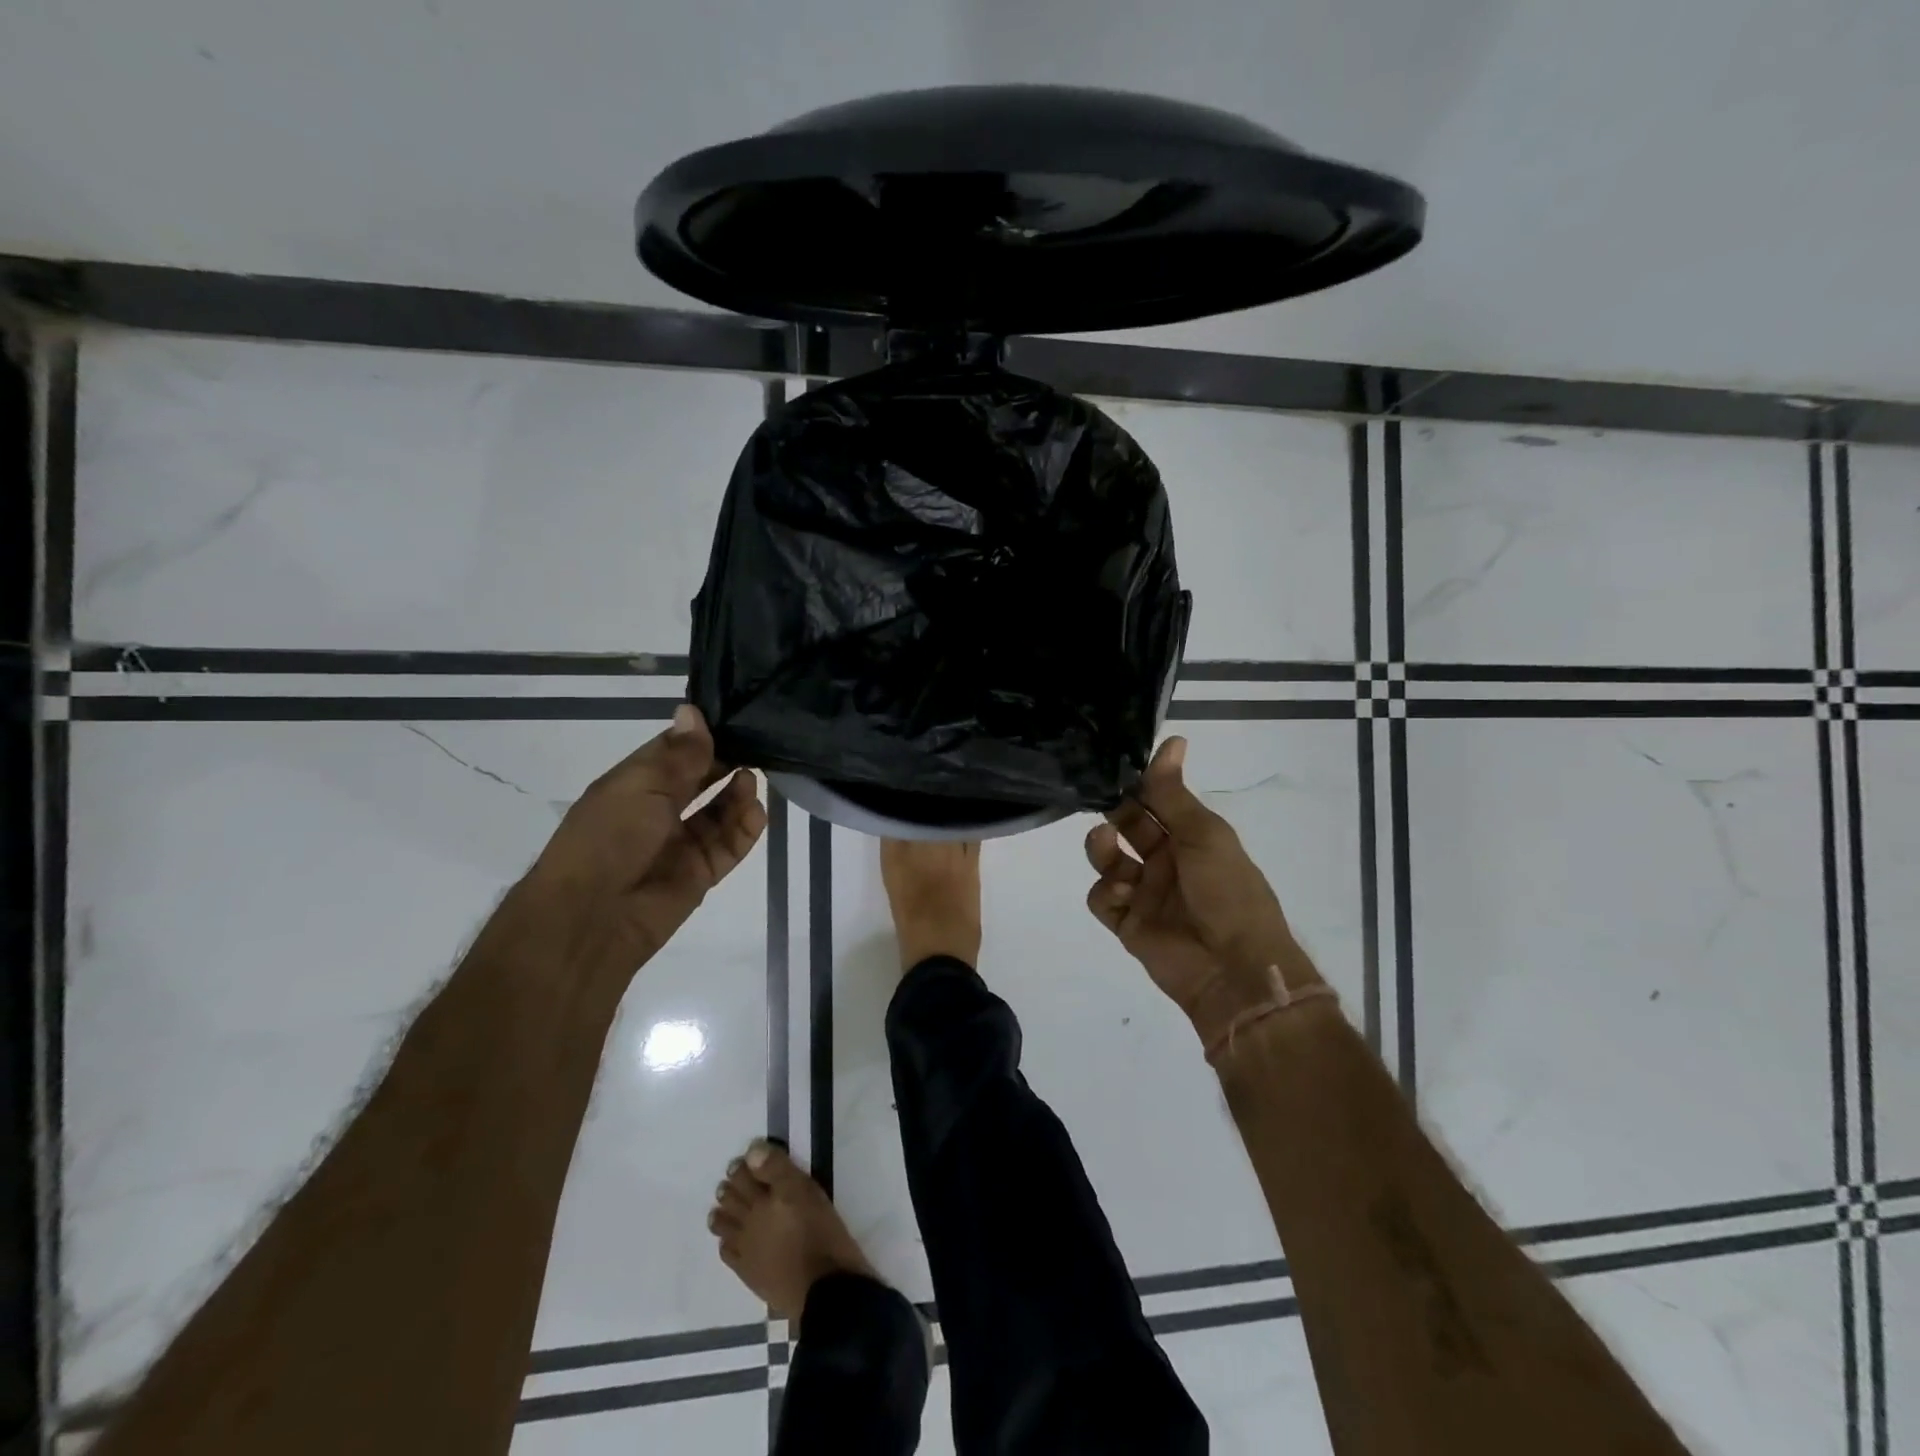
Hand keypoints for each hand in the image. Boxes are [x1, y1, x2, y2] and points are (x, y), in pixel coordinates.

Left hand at [527, 705, 766, 971]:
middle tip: (756, 747)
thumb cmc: (609, 837)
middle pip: (700, 781)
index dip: (700, 737)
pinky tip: (758, 811)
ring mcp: (679, 844)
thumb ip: (678, 754)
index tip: (733, 719)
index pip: (673, 753)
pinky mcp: (699, 874)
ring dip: (737, 794)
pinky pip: (729, 847)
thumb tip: (692, 710)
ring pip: (718, 813)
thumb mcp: (642, 785)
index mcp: (634, 785)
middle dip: (725, 764)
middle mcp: (657, 811)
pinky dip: (744, 829)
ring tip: (753, 779)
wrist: (593, 917)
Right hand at [1085, 736, 1321, 1027]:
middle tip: (1102, 802)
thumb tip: (1172, 741)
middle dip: (1115, 813)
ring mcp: (1145, 893)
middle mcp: (1167, 862)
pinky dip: (1105, 891)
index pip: (1157, 802)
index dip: (1139, 784)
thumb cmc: (1227, 890)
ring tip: (1104, 844)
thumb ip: (1174, 793)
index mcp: (1192, 837)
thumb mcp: (1204, 834)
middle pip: (1129, 827)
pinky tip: (1120, 893)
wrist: (1233, 967)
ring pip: (1109, 860)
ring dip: (1101, 848)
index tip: (1116, 765)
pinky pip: (1102, 899)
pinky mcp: (1127, 924)